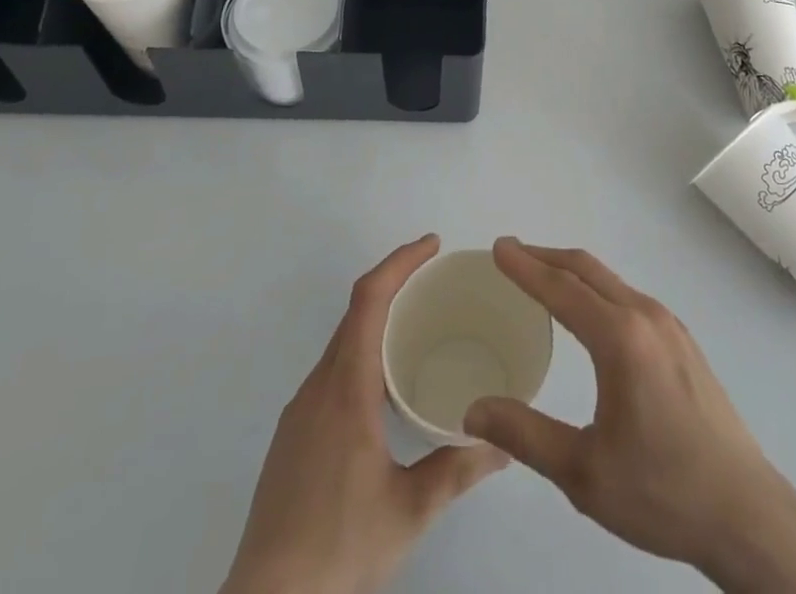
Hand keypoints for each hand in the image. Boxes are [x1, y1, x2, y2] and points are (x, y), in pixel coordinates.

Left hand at [220, 235, 509, 593]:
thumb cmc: (338, 549)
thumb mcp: (409, 511)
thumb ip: (457, 470)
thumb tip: (503, 444)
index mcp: (346, 388)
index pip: (369, 299)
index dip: (400, 261)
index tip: (432, 245)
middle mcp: (319, 386)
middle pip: (355, 311)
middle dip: (395, 282)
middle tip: (437, 280)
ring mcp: (300, 410)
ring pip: (342, 341)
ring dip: (378, 319)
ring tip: (418, 327)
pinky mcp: (293, 435)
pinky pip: (332, 370)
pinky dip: (363, 352)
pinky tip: (385, 387)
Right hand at [463, 239, 795, 593]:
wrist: (746, 513)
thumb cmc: (661, 492)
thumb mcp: (583, 472)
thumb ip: (525, 435)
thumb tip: (472, 412)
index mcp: (621, 338)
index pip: (561, 288)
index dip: (525, 267)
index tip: (498, 248)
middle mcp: (646, 316)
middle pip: (587, 270)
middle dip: (546, 257)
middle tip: (511, 254)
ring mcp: (669, 326)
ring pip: (611, 281)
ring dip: (572, 271)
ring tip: (542, 278)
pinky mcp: (683, 342)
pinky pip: (628, 297)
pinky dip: (597, 289)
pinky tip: (589, 312)